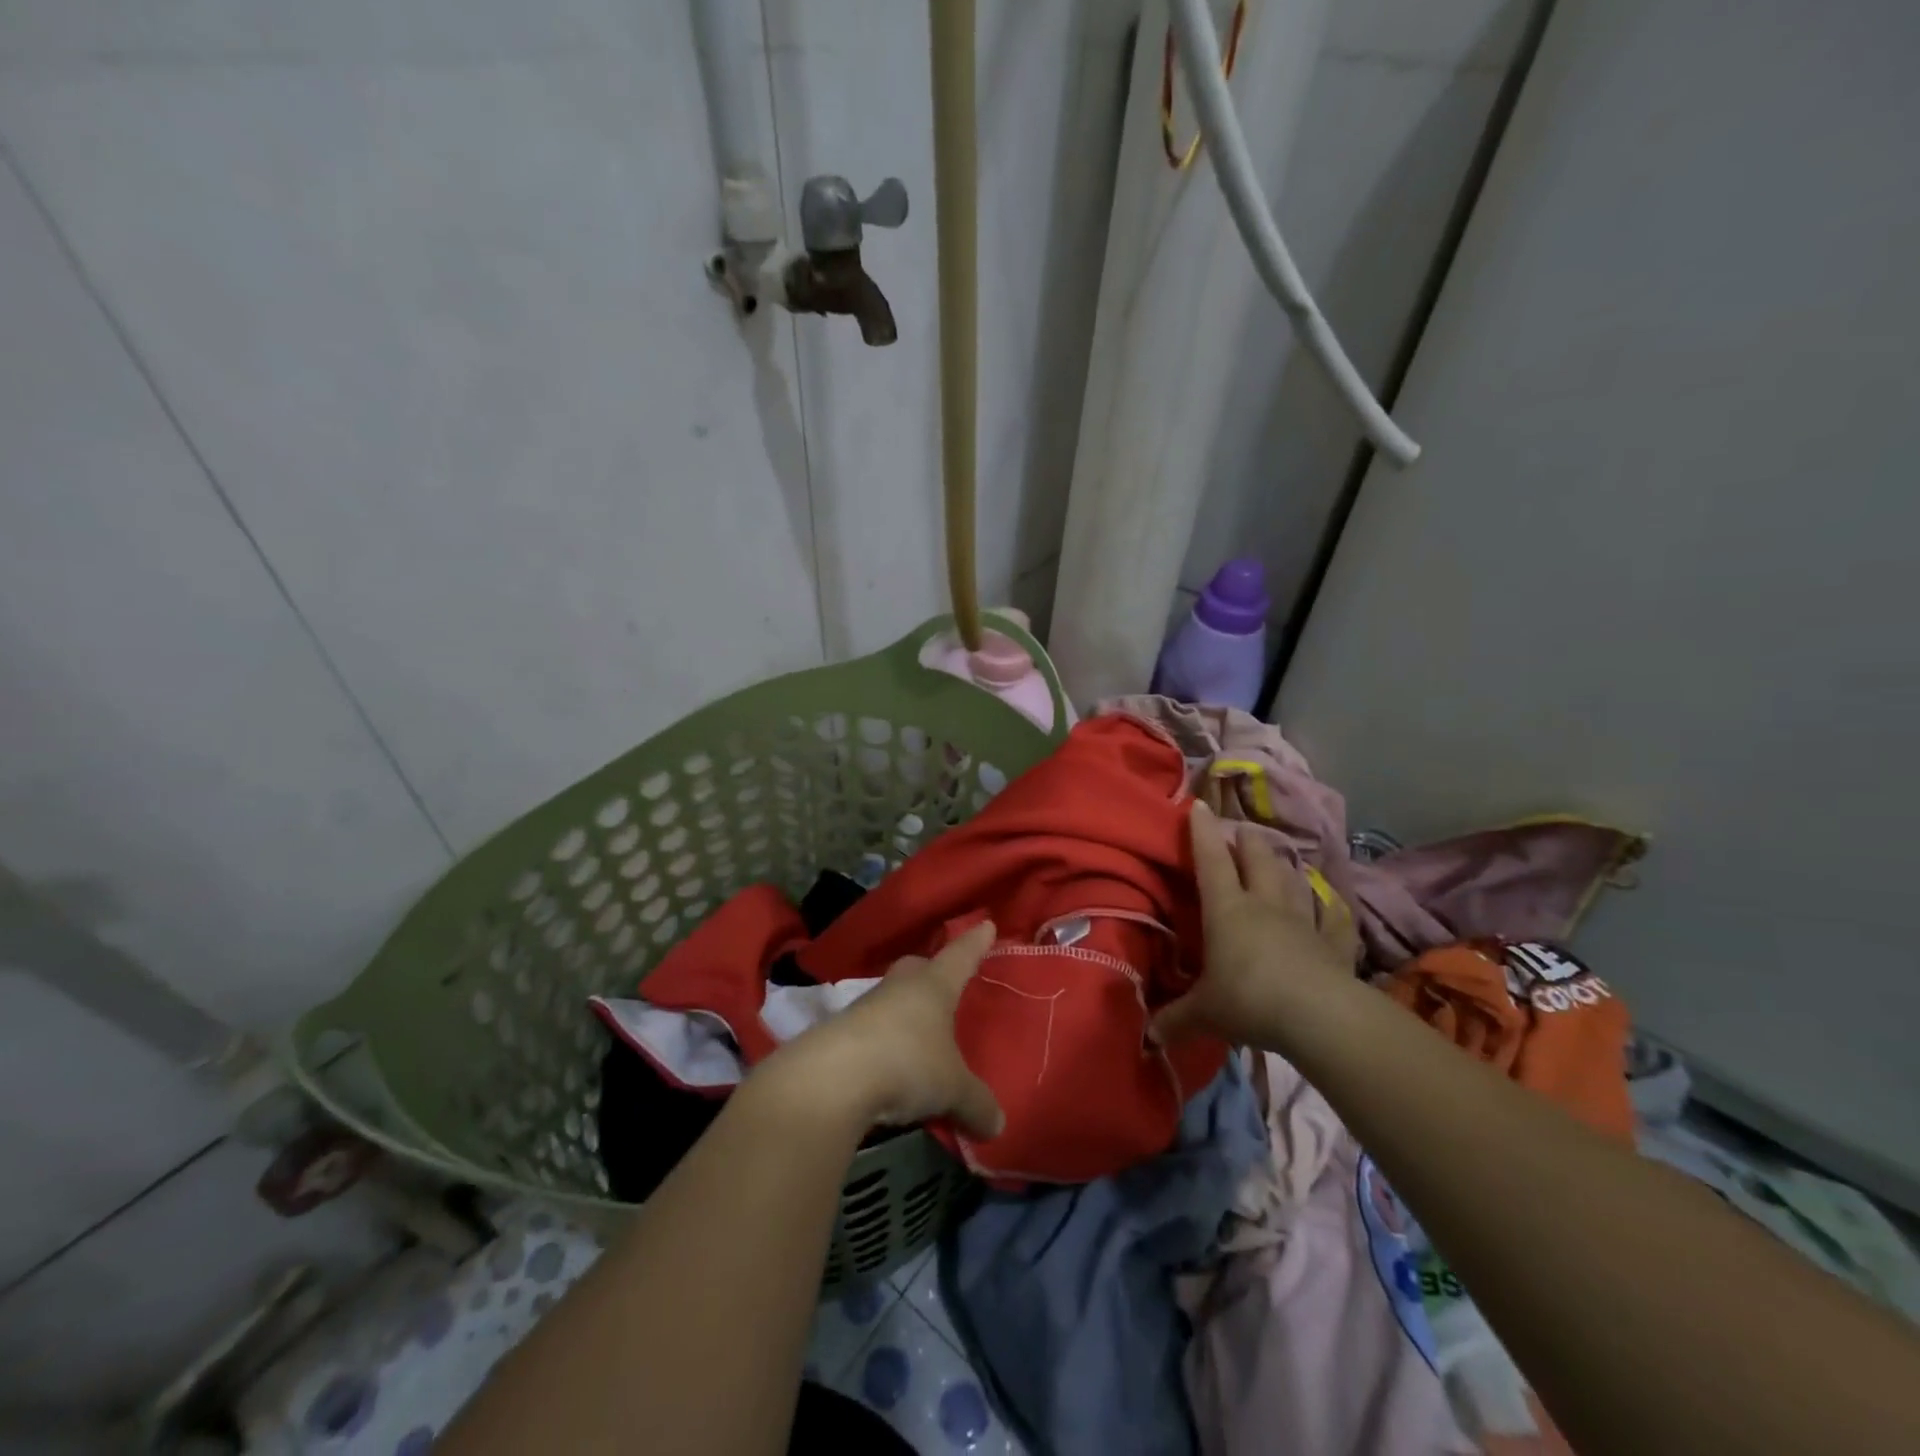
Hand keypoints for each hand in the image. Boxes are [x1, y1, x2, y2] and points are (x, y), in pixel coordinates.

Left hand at [759, 920, 1005, 1139]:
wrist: (830, 1079)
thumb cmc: (906, 1064)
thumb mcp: (952, 1089)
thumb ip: (977, 1103)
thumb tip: (997, 1124)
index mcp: (933, 986)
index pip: (960, 957)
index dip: (975, 943)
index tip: (985, 925)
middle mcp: (899, 987)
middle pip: (917, 968)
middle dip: (931, 971)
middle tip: (943, 979)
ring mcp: (864, 1008)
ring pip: (891, 999)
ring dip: (903, 1011)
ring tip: (918, 1032)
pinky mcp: (838, 1034)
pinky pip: (870, 1031)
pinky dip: (882, 1042)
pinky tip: (888, 1064)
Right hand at [1152, 803, 1353, 1047]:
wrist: (1319, 1016)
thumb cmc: (1249, 1000)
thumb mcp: (1205, 1013)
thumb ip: (1176, 1020)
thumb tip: (1148, 1037)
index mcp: (1227, 909)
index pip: (1211, 860)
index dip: (1203, 831)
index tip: (1198, 805)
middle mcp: (1264, 904)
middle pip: (1257, 858)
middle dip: (1247, 841)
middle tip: (1240, 835)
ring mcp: (1303, 920)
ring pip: (1292, 879)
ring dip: (1283, 867)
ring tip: (1277, 861)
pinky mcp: (1334, 942)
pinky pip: (1332, 917)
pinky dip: (1328, 908)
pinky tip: (1329, 905)